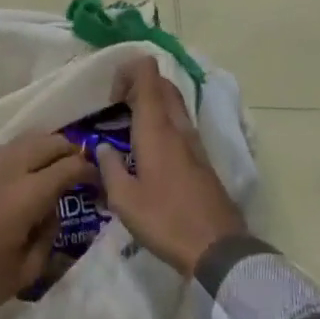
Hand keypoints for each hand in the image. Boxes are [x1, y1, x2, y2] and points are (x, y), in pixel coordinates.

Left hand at [0, 133, 96, 318]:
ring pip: (27, 139)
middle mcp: (10, 167)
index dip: (87, 169)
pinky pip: (7, 147)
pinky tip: (25, 168)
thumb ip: (47, 237)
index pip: (67, 167)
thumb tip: (52, 212)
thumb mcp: (25, 273)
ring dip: (46, 146)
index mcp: (27, 193)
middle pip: (48, 142)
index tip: (98, 178)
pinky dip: (24, 150)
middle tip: (79, 165)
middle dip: (69, 150)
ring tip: (54, 163)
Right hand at [96, 57, 244, 276]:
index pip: (147, 70)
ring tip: (130, 133)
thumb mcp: (124, 200)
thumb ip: (109, 168)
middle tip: (118, 112)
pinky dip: (163, 123)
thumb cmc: (165, 220)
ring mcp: (193, 139)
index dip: (127, 71)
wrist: (217, 248)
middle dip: (137, 86)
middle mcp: (177, 123)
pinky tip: (149, 154)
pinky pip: (179, 123)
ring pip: (172, 102)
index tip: (112, 100)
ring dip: (151, 105)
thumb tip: (103, 148)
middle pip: (160, 82)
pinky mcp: (202, 156)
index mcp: (156, 125)